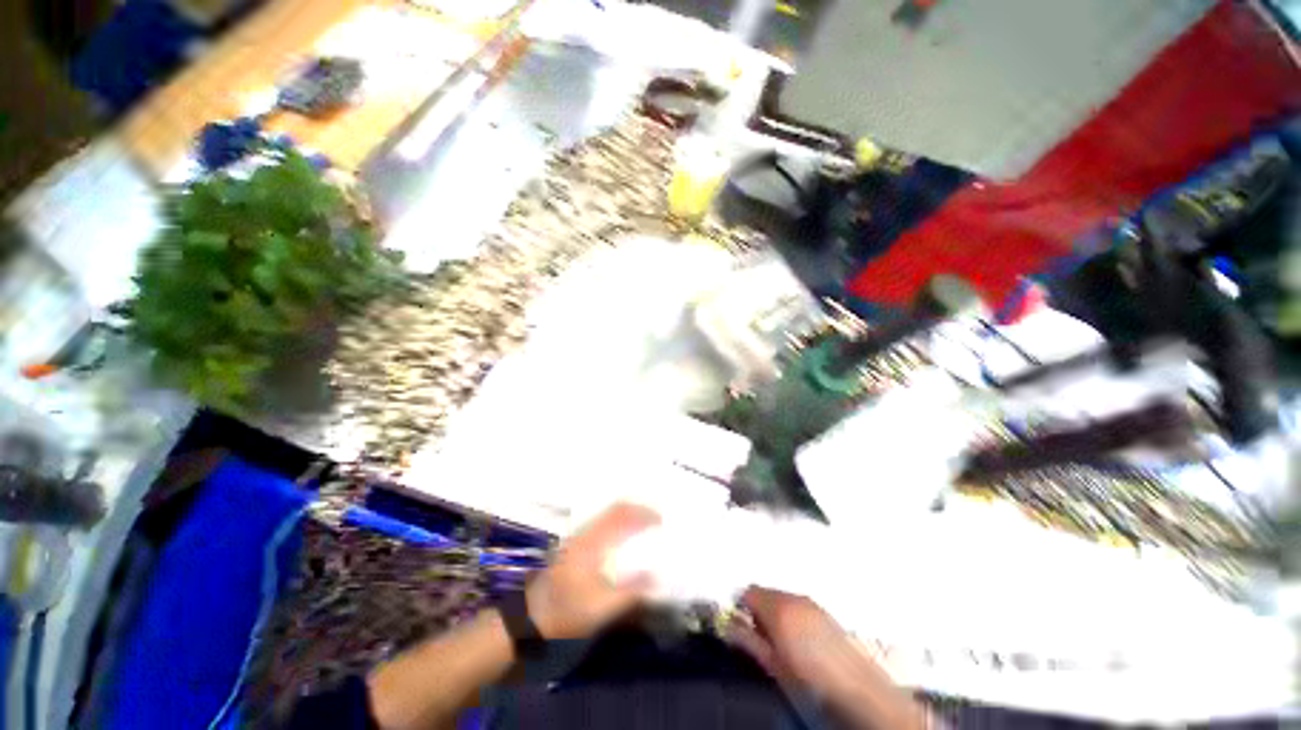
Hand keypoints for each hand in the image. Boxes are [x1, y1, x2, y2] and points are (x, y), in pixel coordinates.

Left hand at [526, 503, 659, 639]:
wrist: (533, 620)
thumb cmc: (568, 614)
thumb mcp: (603, 608)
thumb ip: (631, 591)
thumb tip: (656, 575)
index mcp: (590, 547)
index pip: (619, 516)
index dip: (643, 514)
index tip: (663, 521)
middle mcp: (580, 539)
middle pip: (611, 512)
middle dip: (636, 513)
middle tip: (658, 523)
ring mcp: (573, 544)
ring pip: (603, 519)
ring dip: (626, 520)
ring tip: (646, 532)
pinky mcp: (571, 553)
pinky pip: (598, 530)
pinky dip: (616, 529)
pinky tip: (625, 546)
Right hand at [726, 587, 876, 701]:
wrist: (847, 680)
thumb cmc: (805, 674)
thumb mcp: (768, 661)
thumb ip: (746, 639)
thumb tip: (729, 626)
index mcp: (779, 608)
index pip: (748, 593)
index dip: (738, 608)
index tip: (735, 626)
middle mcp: (798, 599)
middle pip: (766, 593)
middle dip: (755, 611)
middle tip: (753, 638)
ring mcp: (814, 604)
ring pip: (783, 600)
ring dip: (773, 614)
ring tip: (774, 642)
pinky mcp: (825, 613)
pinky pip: (798, 607)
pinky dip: (790, 617)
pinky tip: (793, 641)